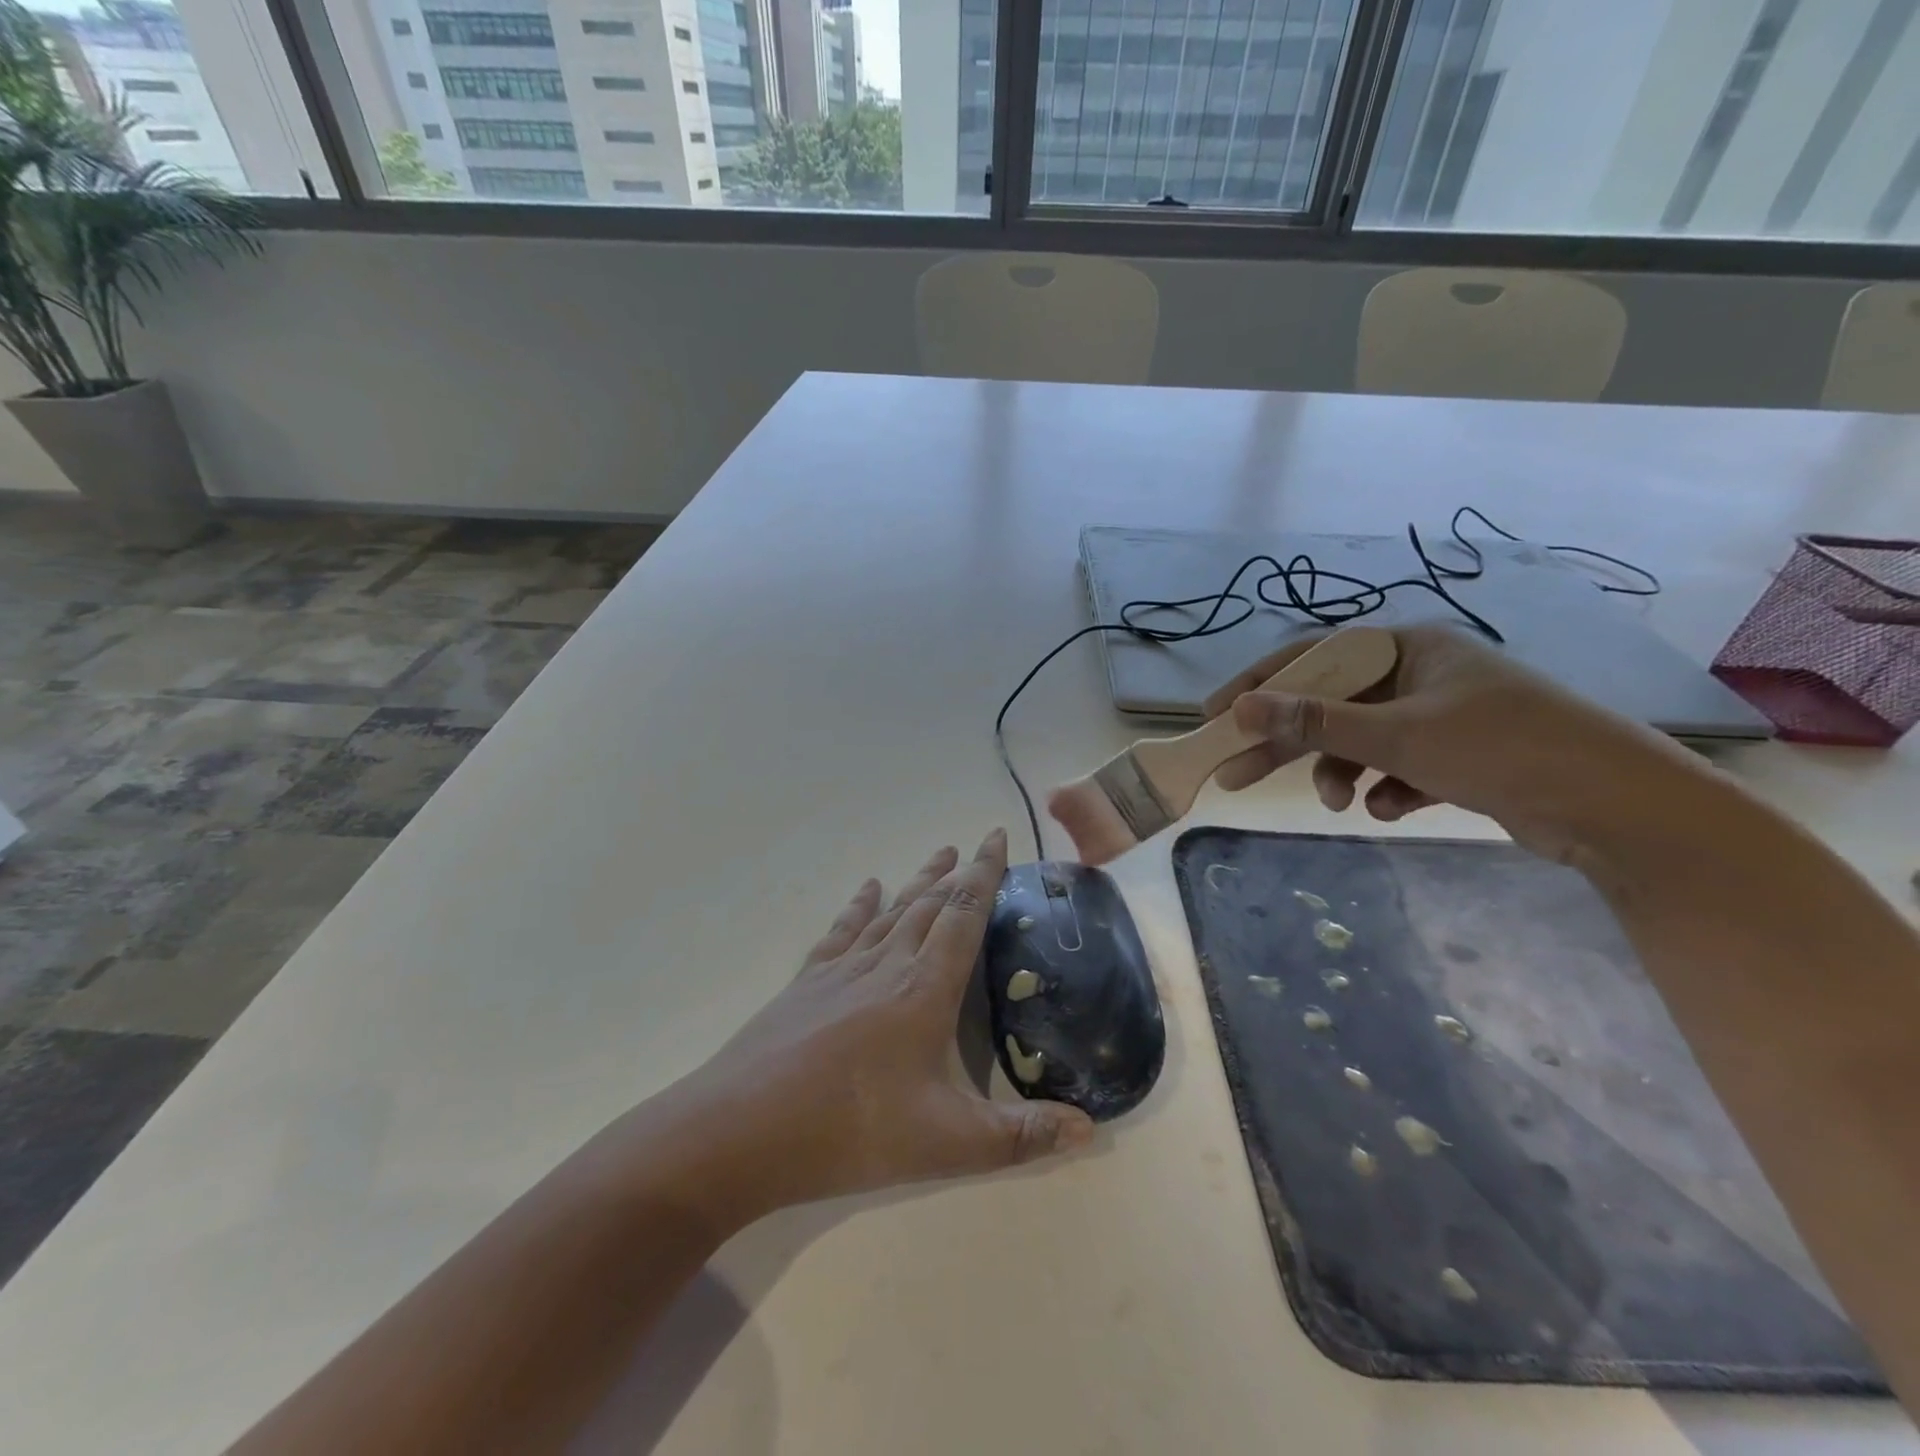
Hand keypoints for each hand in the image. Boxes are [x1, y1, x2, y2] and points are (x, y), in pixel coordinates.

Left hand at [661, 830, 1093, 1225]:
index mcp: (924, 990)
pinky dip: (860, 905)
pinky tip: (868, 889)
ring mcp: (842, 970)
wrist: (742, 1130)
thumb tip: (1090, 1129)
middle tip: (974, 846)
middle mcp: (886, 965)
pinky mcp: (807, 982)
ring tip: (937, 855)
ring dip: (917, 882)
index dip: (985, 874)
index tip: (997, 837)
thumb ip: (1019, 1137)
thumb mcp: (946, 1145)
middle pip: (928, 904)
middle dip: (957, 873)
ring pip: (891, 911)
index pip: (963, 915)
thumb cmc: (850, 1131)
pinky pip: (842, 930)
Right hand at [1202, 625, 1689, 863]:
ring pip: (1360, 741)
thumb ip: (1316, 722)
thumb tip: (1241, 707)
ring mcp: (1439, 716)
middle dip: (1286, 742)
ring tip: (1339, 805)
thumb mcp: (1398, 734)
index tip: (1215, 717)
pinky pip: (1395, 767)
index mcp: (1407, 649)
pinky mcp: (1457, 757)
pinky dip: (1386, 788)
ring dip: (1340, 773)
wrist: (1619, 808)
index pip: (1311, 658)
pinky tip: (1393, 807)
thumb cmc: (1502, 749)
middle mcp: (1419, 675)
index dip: (1258, 686)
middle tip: (1235, 775)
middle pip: (1330, 704)